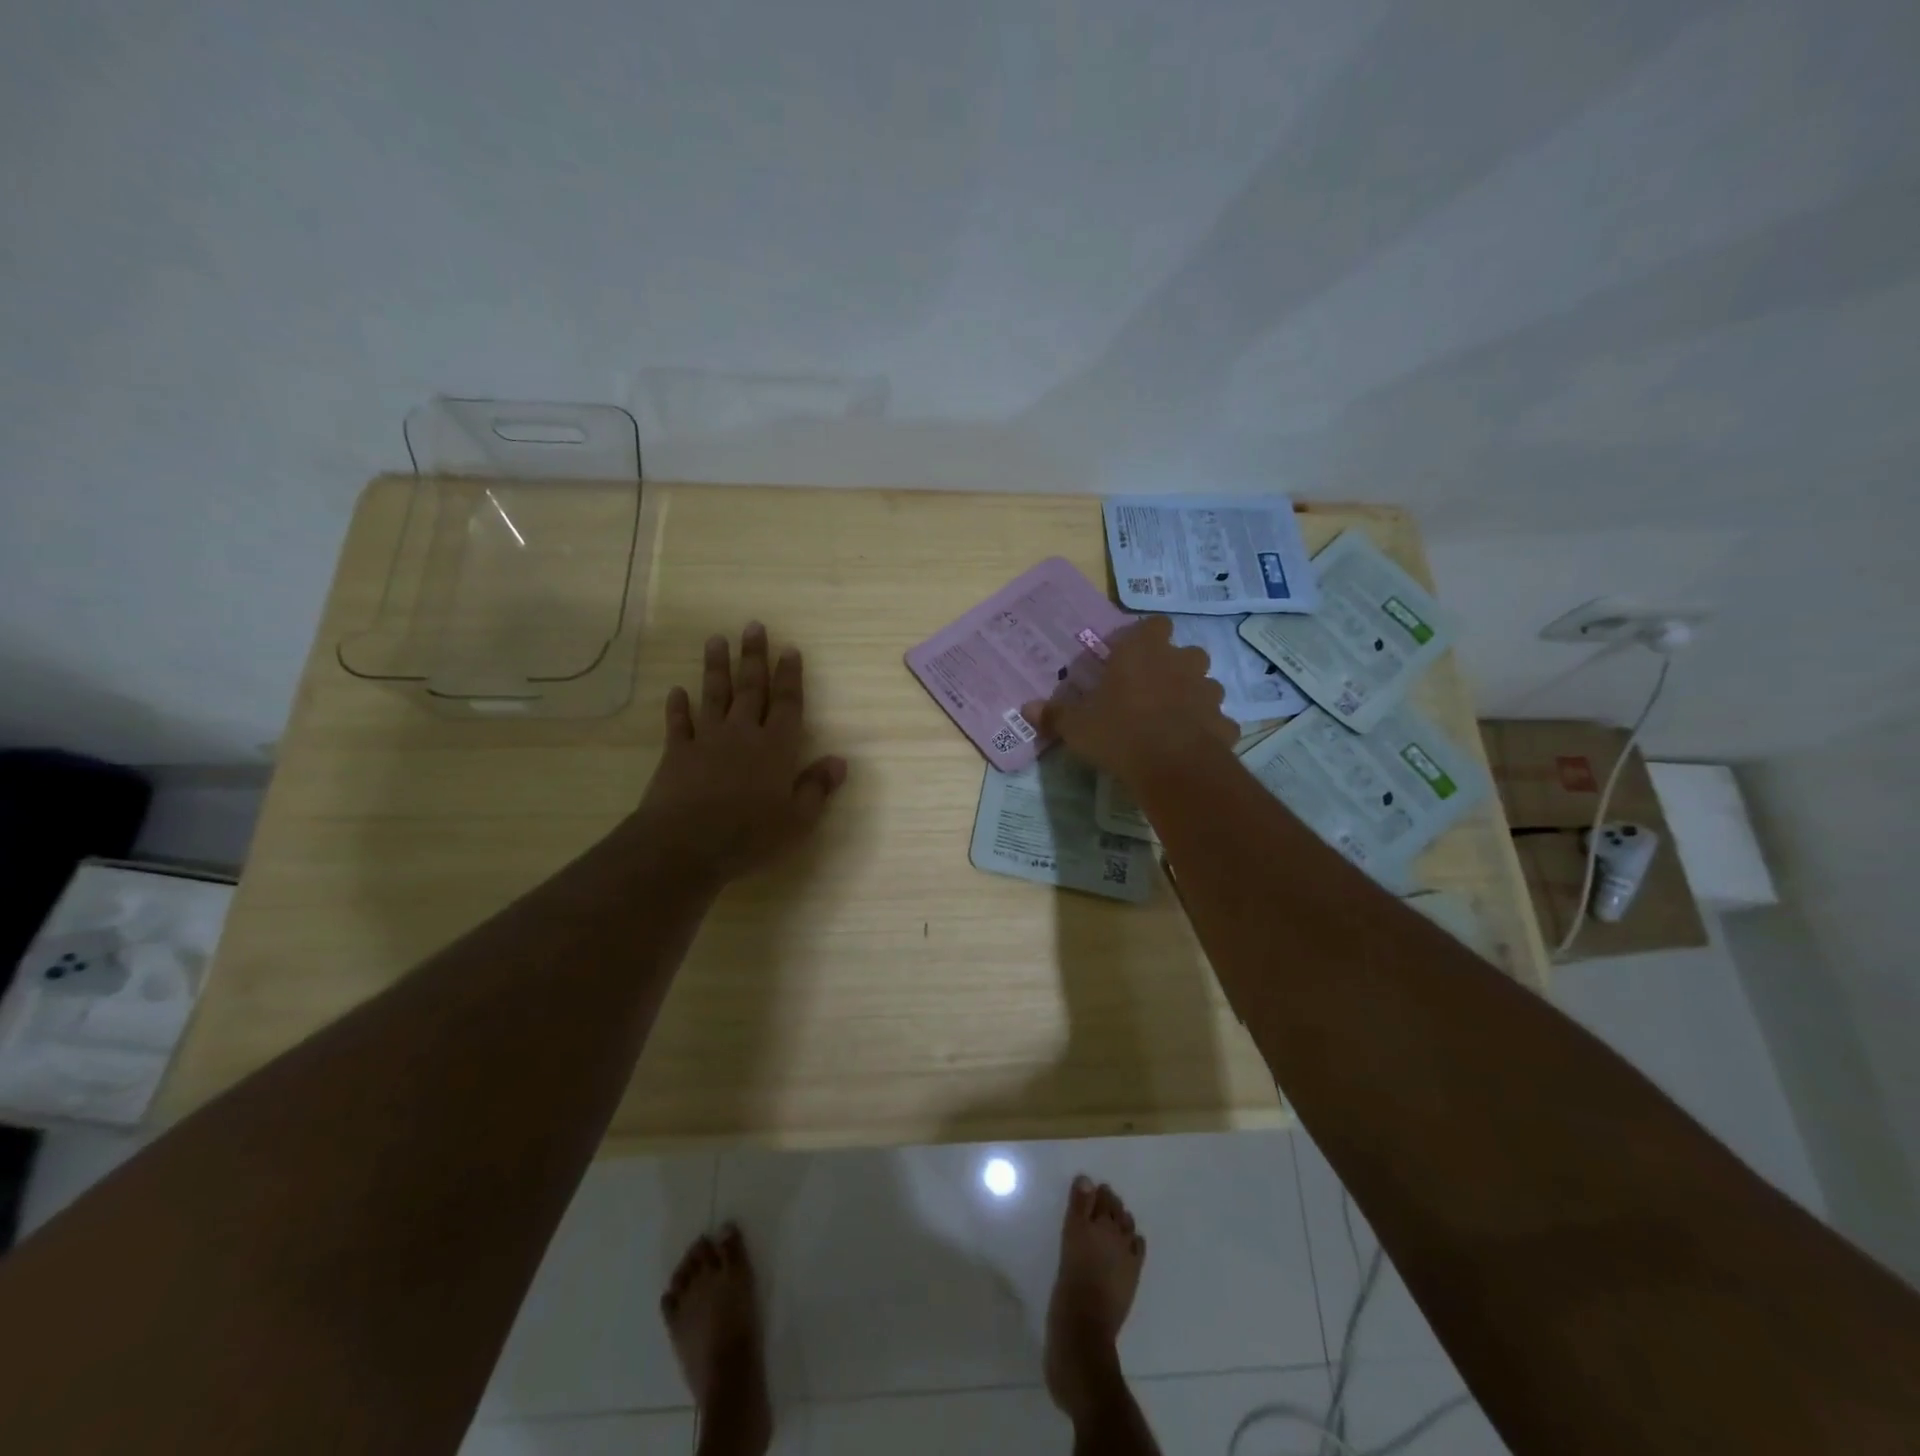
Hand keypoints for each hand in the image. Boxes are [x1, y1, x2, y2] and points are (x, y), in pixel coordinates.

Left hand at [631, 623, 847, 885]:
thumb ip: (817, 787)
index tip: (789, 649)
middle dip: (753, 657)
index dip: (790, 676)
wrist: (685, 844)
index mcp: (777, 747)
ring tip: (716, 640)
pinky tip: (677, 691)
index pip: (788, 703)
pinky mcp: (677, 754)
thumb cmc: (750, 834)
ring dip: (715, 668)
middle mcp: (743, 734)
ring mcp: (707, 740)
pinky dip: (678, 707)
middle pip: (751, 688)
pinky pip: (678, 724)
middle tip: (753, 626)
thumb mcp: (798, 819)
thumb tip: (840, 761)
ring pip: (714, 696)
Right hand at [1023, 616, 1236, 785]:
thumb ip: (1055, 714)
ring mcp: (1209, 691)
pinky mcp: (1224, 722)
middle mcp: (1182, 662)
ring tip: (1171, 719)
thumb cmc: (1118, 731)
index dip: (1146, 637)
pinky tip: (1190, 745)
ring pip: (1205, 685)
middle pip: (1185, 653)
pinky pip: (1216, 721)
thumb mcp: (1077, 726)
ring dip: (1192, 696)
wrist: (1172, 766)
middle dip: (1173, 667)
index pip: (1154, 625)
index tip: (1133, 655)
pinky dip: (1207, 729)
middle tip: (1150, 690)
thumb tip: (1026, 708)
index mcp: (1144, 651)